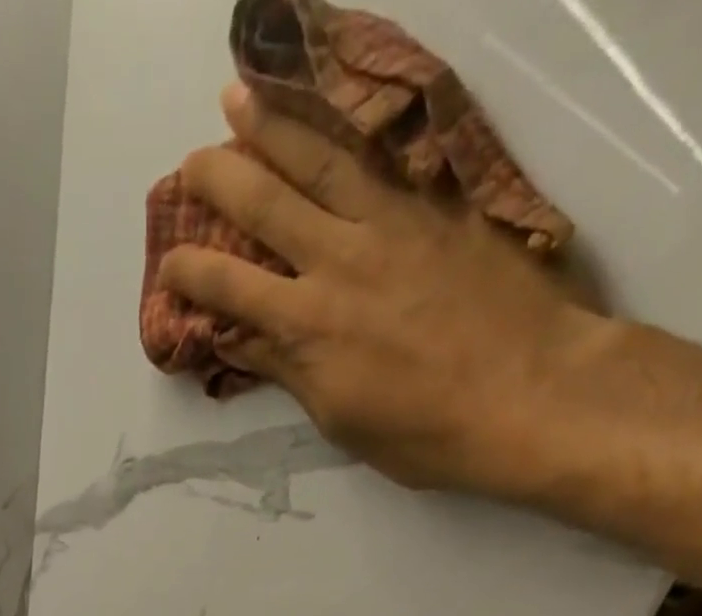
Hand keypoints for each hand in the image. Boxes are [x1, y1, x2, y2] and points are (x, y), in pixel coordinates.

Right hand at [157, 83, 611, 498]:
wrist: (534, 396)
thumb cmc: (428, 433)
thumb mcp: (341, 420)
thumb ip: (290, 371)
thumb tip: (241, 341)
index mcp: (308, 326)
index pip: (227, 287)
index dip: (188, 273)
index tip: (168, 266)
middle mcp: (339, 260)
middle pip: (263, 203)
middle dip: (216, 179)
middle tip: (189, 162)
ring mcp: (394, 223)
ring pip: (320, 159)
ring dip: (273, 125)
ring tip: (238, 97)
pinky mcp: (442, 206)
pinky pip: (386, 153)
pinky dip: (351, 125)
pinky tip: (332, 111)